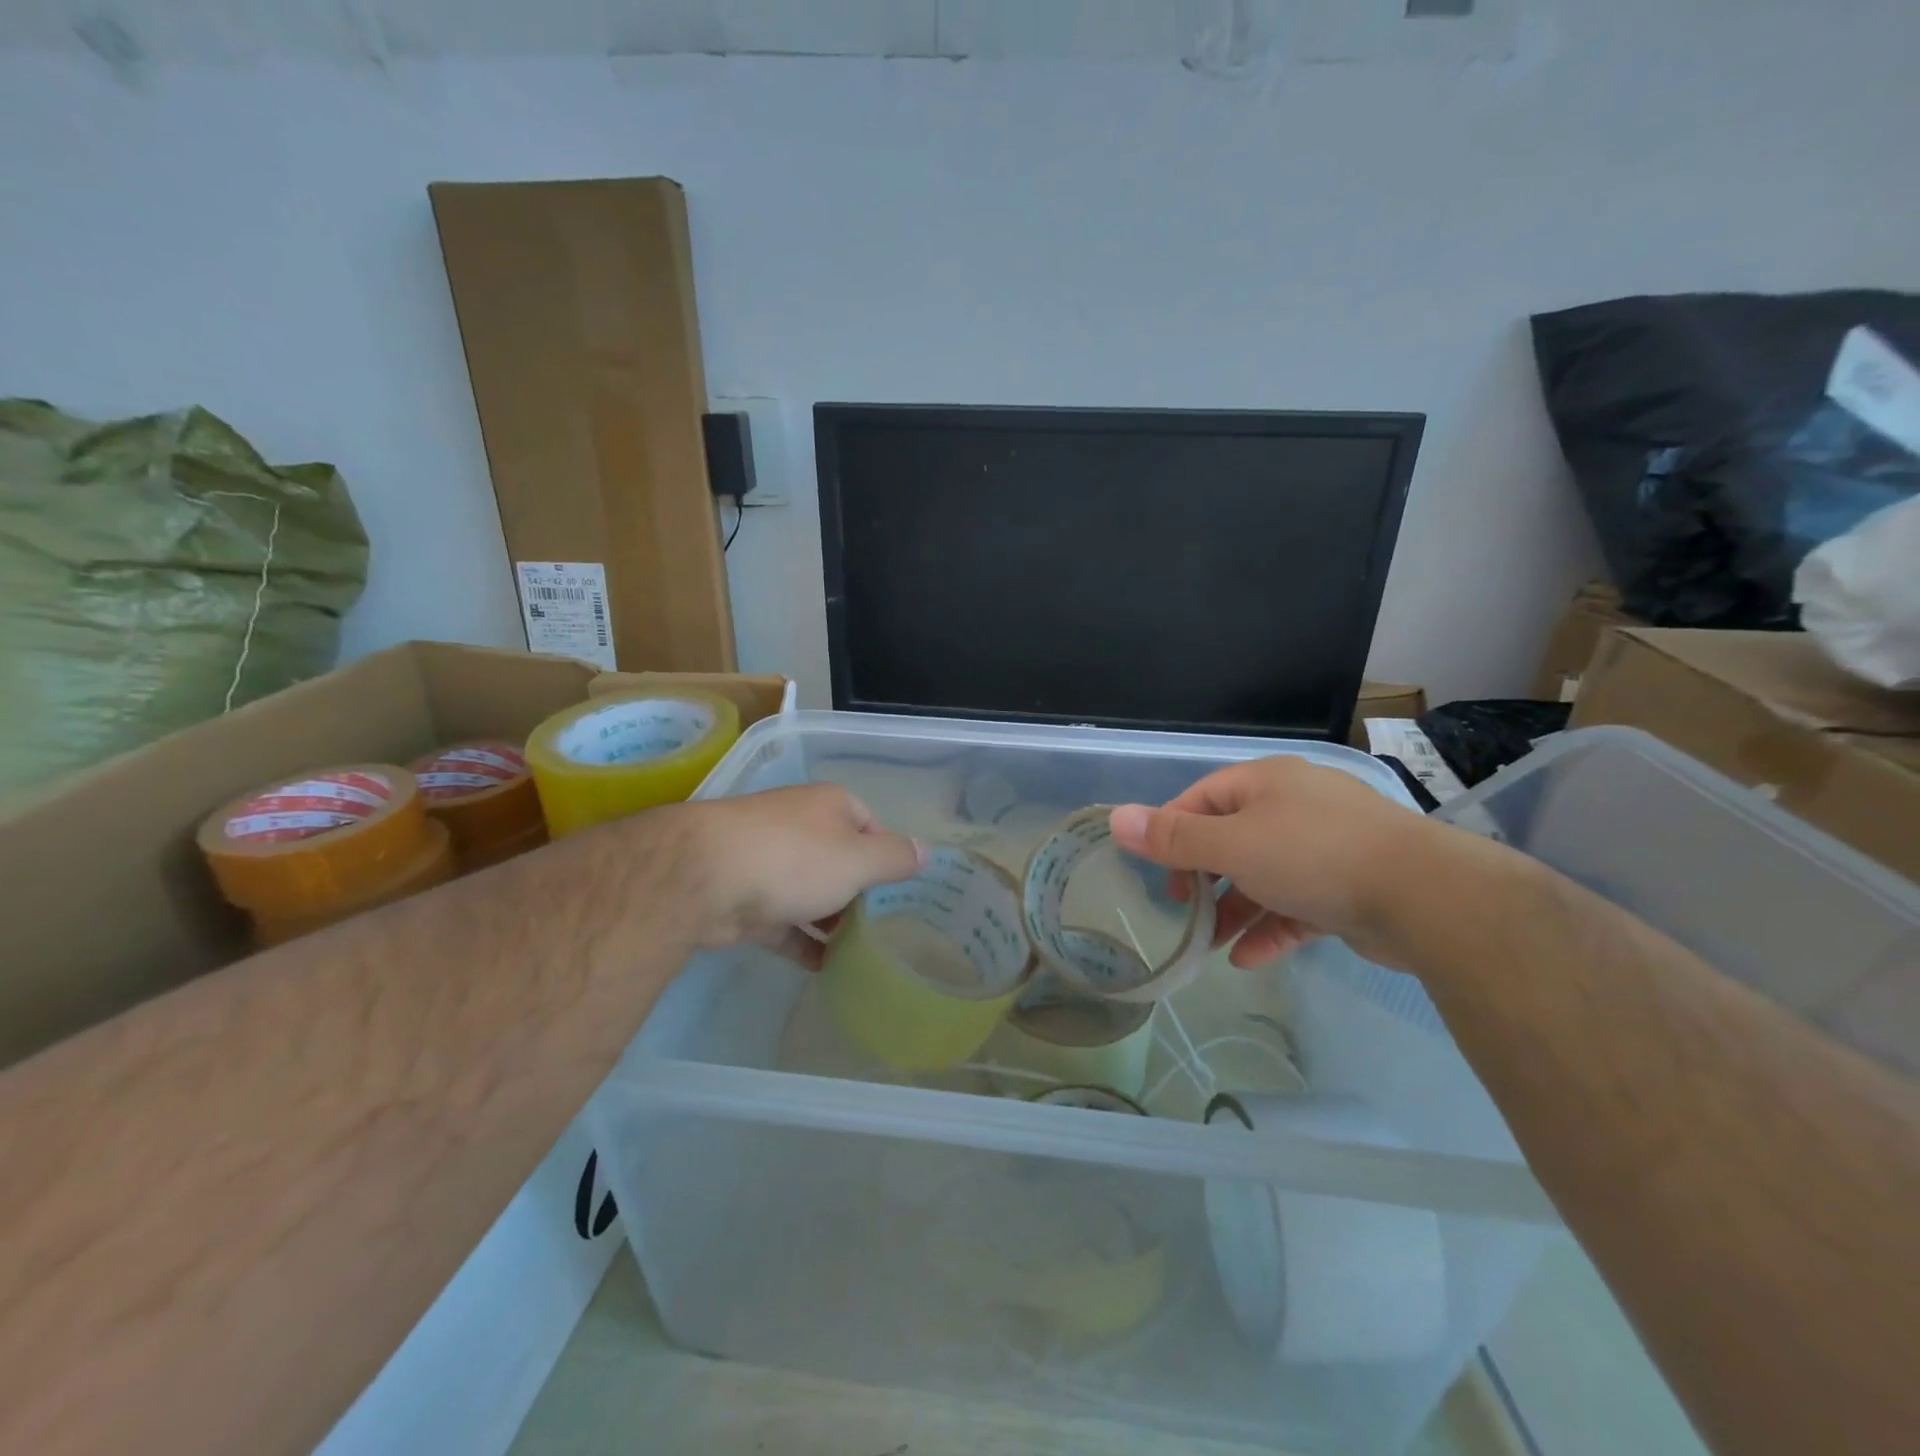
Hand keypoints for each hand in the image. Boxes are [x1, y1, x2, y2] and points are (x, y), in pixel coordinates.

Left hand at [662, 784, 925, 968]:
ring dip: (832, 920)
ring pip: (811, 892)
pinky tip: (826, 969)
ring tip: (862, 952)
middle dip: (860, 892)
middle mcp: (800, 826)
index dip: (889, 855)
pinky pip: (785, 922)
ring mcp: (769, 862)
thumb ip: (894, 858)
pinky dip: (803, 942)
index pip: (871, 825)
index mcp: (830, 806)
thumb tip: (925, 851)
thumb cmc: (796, 858)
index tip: (902, 891)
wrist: (704, 877)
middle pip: (840, 859)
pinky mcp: (746, 899)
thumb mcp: (859, 858)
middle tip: (887, 927)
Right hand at [1108, 757, 1435, 969]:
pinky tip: (1248, 959)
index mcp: (1267, 783)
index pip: (1202, 798)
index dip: (1172, 832)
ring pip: (1265, 876)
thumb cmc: (1312, 856)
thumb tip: (1116, 818)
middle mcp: (1295, 806)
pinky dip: (1271, 928)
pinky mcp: (1350, 888)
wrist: (1424, 897)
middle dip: (1205, 877)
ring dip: (1235, 909)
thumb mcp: (1231, 845)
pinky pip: (1297, 905)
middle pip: (1232, 838)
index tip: (1157, 870)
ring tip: (1211, 945)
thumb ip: (1173, 838)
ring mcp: (1327, 847)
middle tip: (1184, 908)